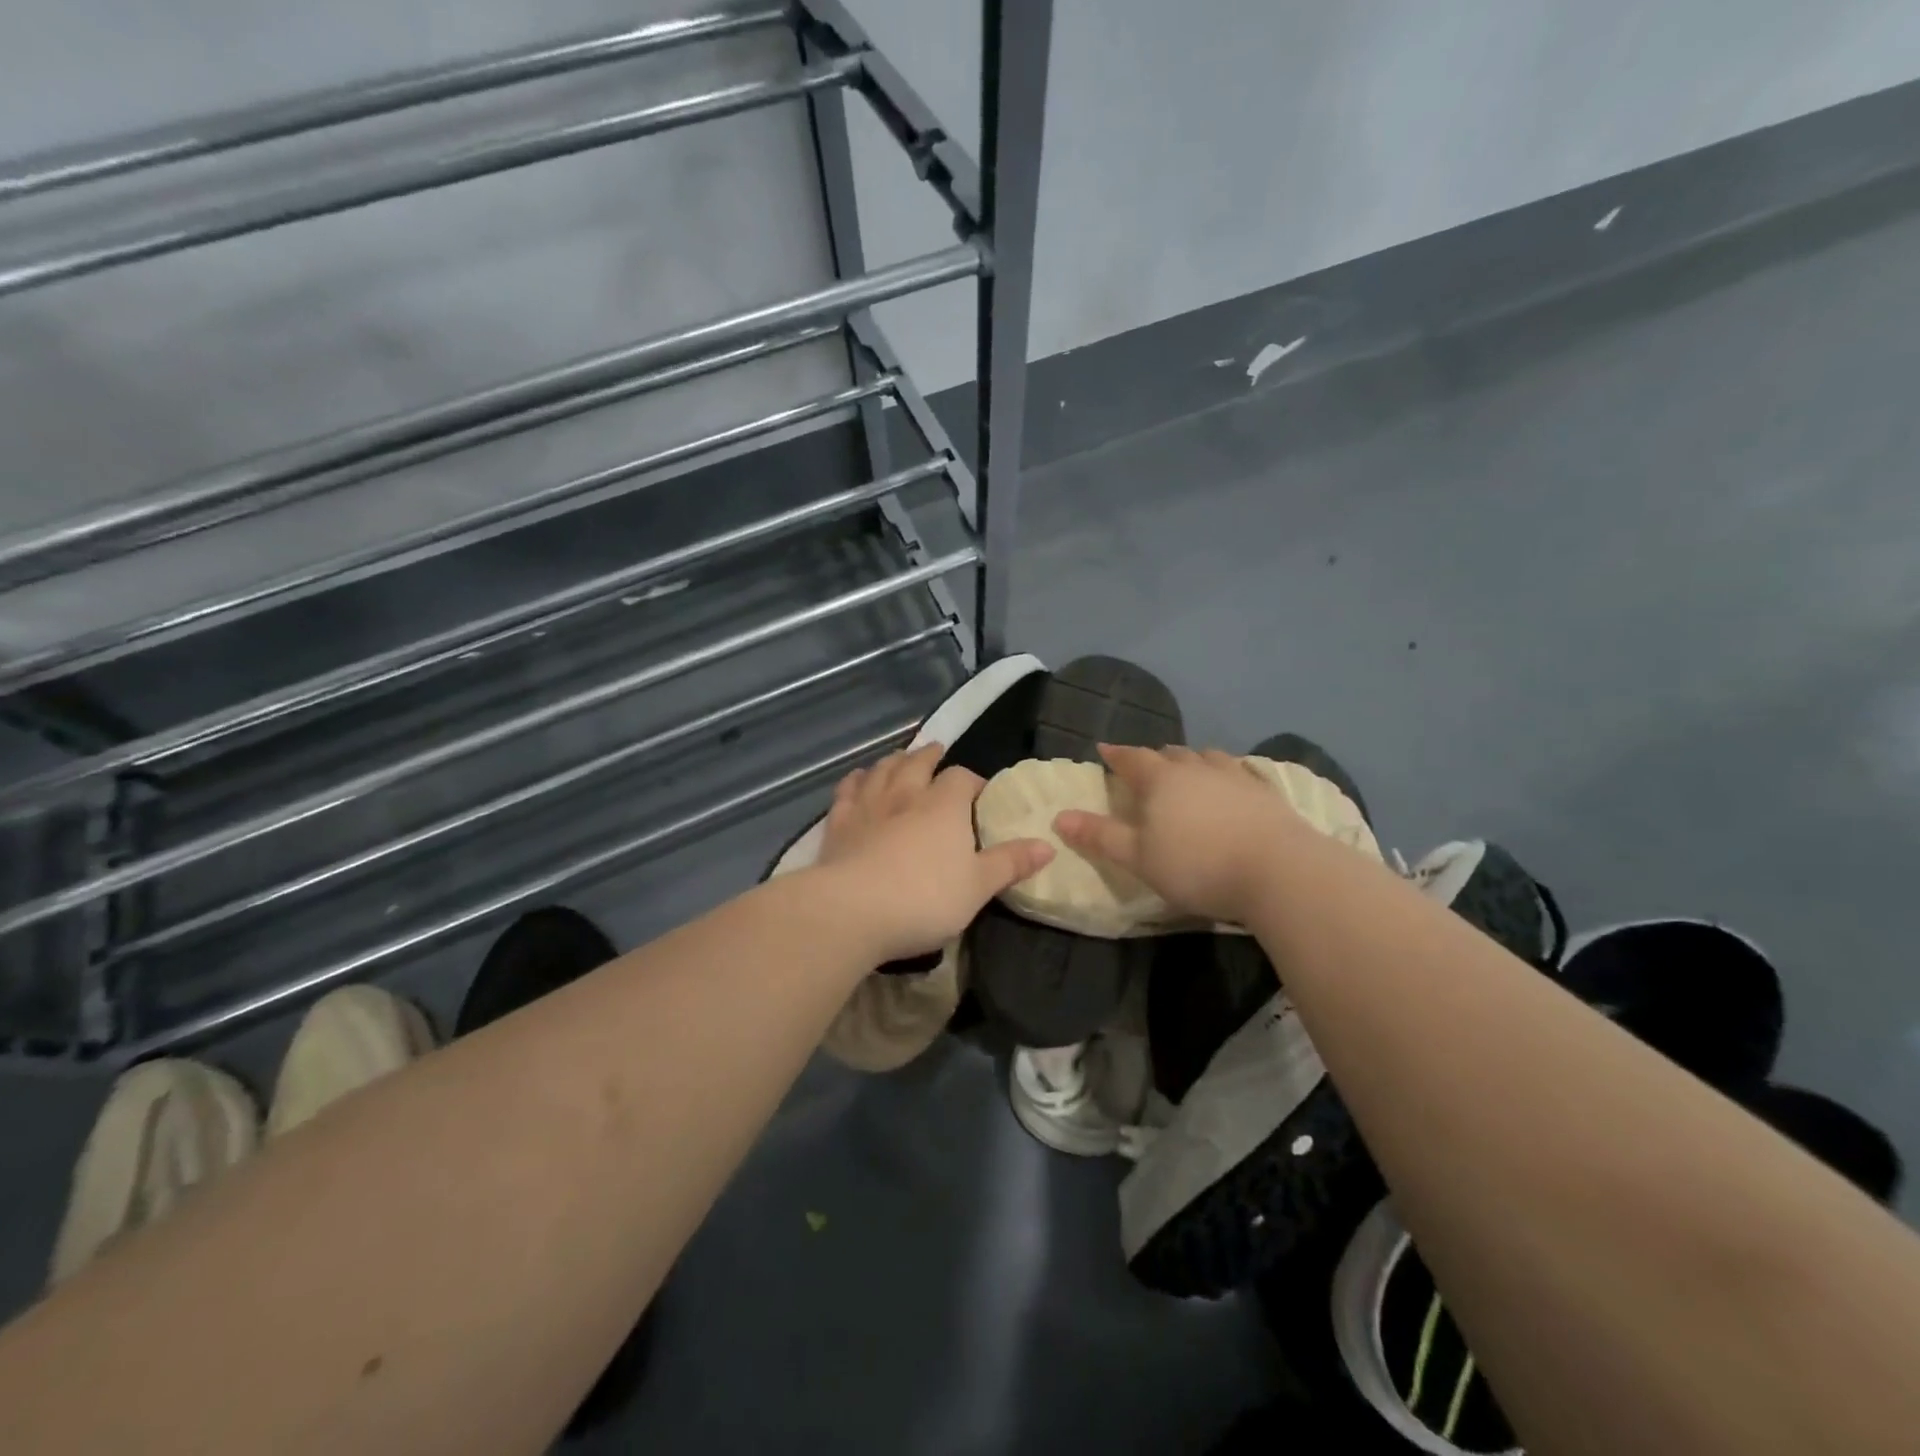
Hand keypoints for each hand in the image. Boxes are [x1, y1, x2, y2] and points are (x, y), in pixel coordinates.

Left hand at [818, 744, 1053, 962]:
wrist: (854, 910)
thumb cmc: (926, 898)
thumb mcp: (979, 886)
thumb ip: (1011, 863)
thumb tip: (1049, 845)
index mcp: (944, 805)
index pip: (961, 778)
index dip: (971, 781)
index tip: (978, 792)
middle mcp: (906, 794)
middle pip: (917, 763)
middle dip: (929, 757)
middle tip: (935, 752)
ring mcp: (868, 805)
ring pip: (881, 770)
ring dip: (893, 761)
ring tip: (899, 759)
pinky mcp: (837, 823)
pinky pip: (847, 791)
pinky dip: (855, 781)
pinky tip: (857, 780)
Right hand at [1054, 744, 1304, 924]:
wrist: (1279, 871)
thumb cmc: (1197, 865)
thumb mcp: (1139, 858)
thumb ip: (1100, 836)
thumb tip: (1059, 817)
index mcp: (1161, 780)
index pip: (1131, 758)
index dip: (1116, 755)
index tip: (1104, 750)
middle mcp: (1196, 768)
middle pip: (1169, 754)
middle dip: (1153, 758)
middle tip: (1145, 767)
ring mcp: (1235, 776)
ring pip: (1206, 758)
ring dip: (1191, 762)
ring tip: (1187, 771)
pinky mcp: (1265, 792)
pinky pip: (1238, 772)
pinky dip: (1225, 775)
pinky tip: (1230, 785)